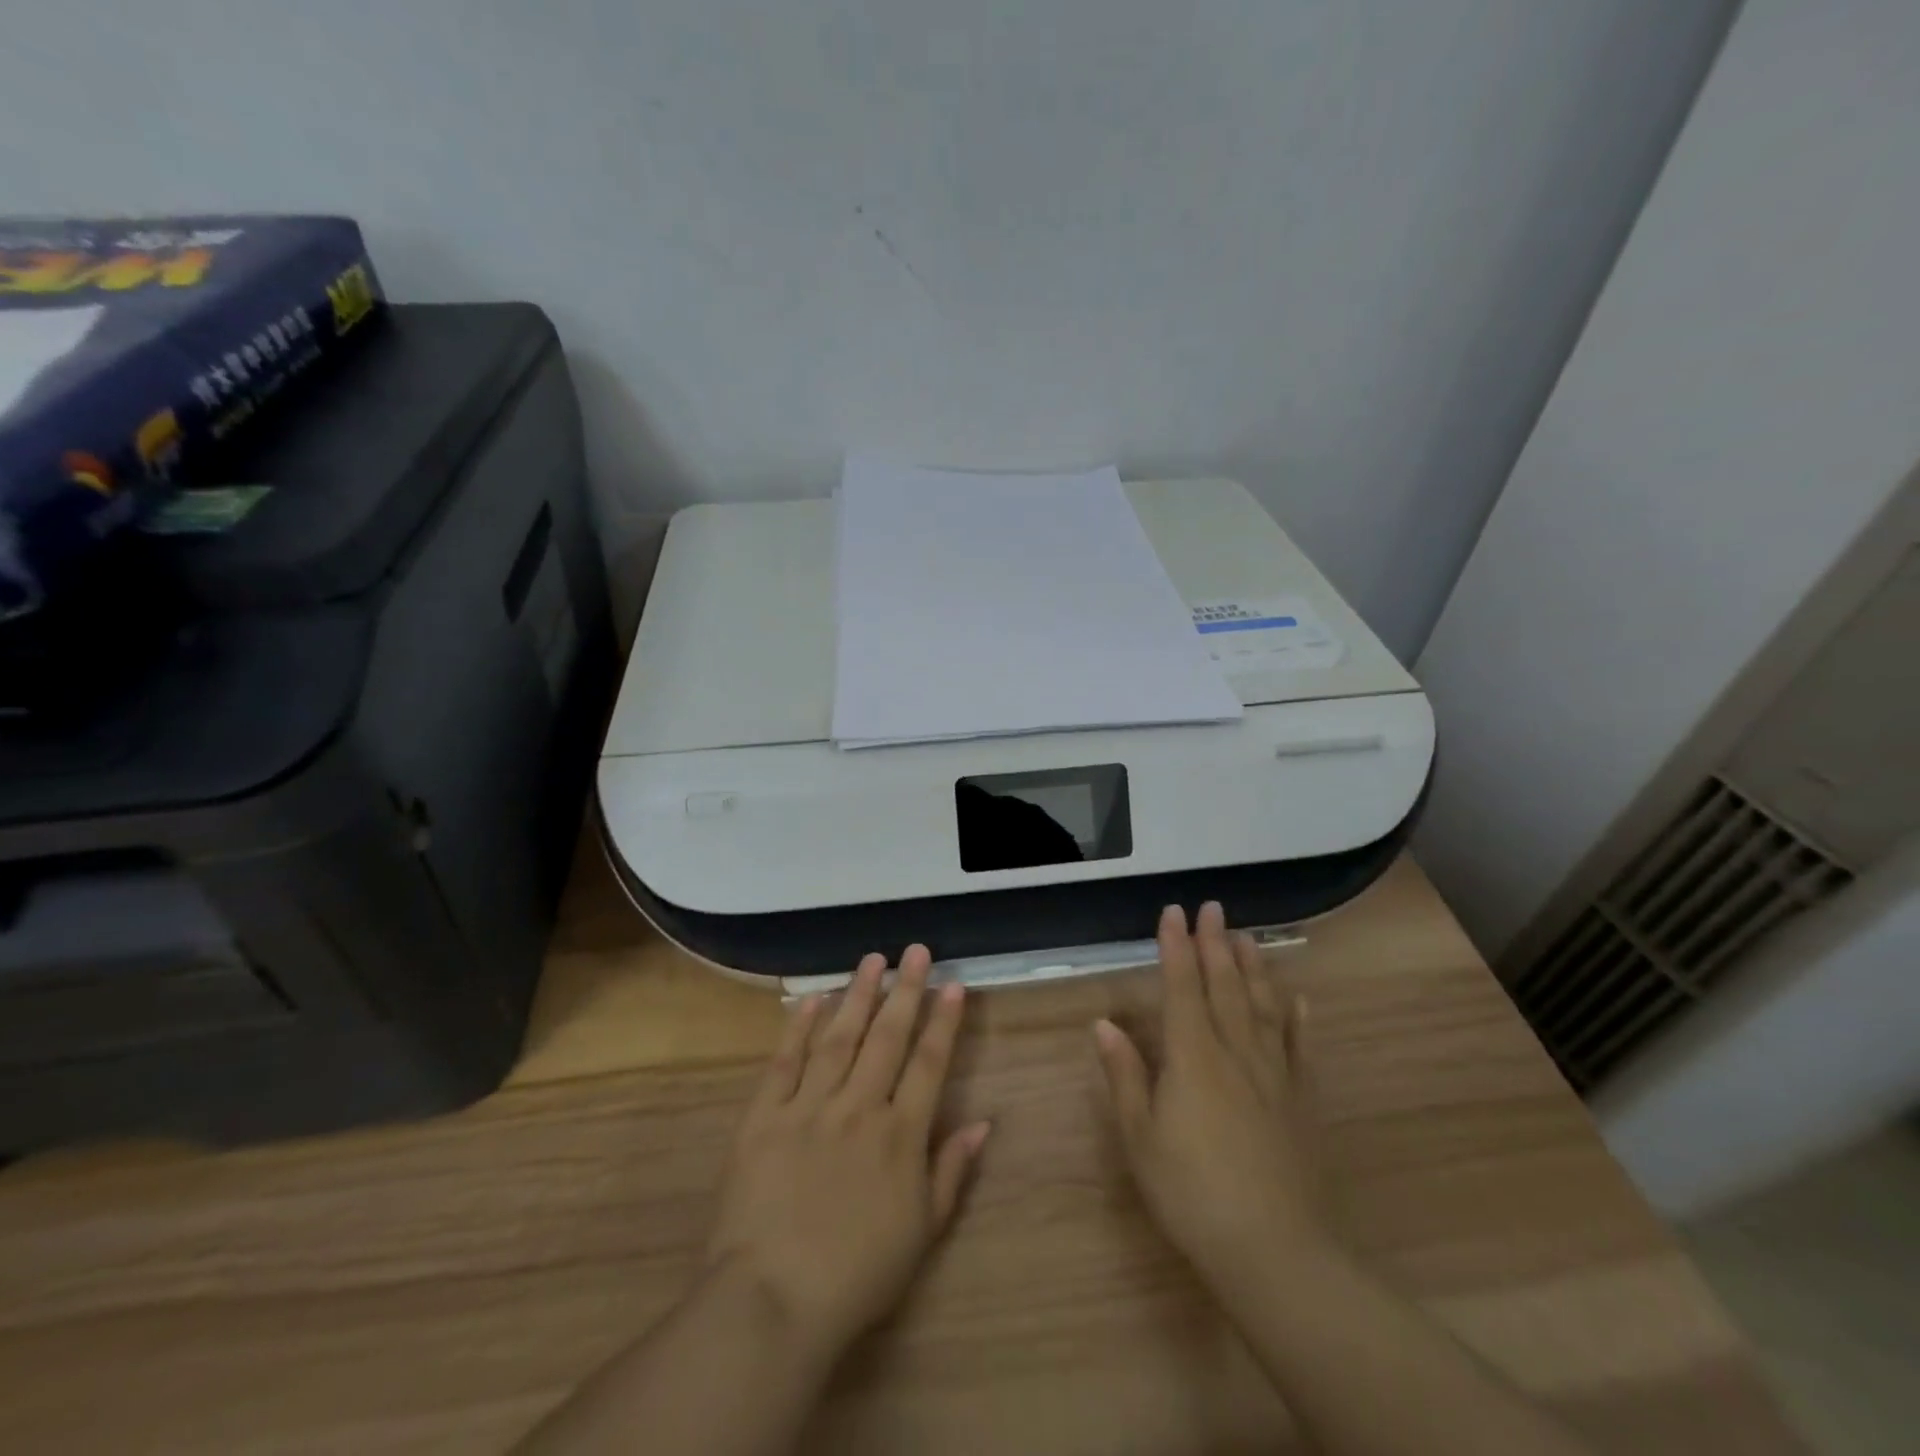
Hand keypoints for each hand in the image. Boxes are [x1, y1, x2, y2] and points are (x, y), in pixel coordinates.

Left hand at [706, 946, 989, 1364]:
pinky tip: (810, 999)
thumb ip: (951, 1170)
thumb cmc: (856, 1275)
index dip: (943, 1021)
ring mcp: (808, 1107)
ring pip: (839, 1038)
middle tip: (915, 950)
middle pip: (887, 1038)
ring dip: (857, 995)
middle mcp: (858, 1107)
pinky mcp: (764, 1117)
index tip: (952, 984)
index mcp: (899, 1135)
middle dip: (905, 990)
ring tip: (872, 960)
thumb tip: (983, 1122)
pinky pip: (784, 1062)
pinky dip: (797, 1028)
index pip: (928, 1064)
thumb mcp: (922, 1232)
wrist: (772, 1301)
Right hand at [1095, 902, 1329, 1289]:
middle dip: (1214, 943)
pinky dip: (1298, 1017)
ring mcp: (1274, 1074)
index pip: (1182, 987)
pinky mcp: (1301, 1100)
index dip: (1176, 947)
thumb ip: (1124, 1076)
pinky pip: (1299, 1046)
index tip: (1173, 911)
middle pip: (1225, 986)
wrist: (1275, 1250)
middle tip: (1212, 908)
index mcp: (1192, 1057)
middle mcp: (1235, 1051)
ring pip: (1263, 1006)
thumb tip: (1104, 1023)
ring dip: (1253, 967)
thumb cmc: (1192, 1193)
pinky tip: (1298, 998)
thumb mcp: (1141, 1138)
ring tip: (1246, 936)